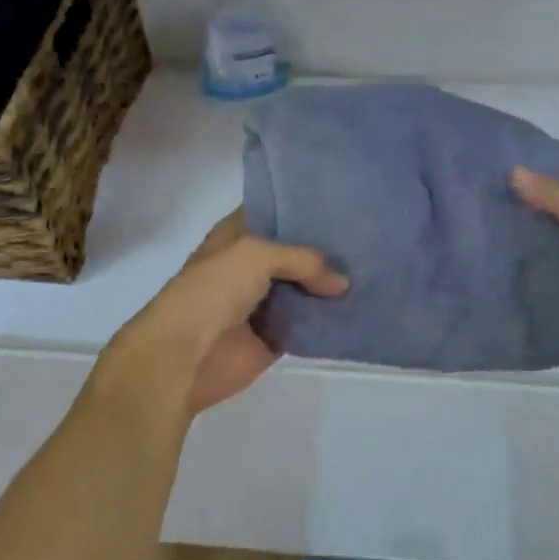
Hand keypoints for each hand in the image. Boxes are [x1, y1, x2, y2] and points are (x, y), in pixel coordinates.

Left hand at [97, 211, 347, 421]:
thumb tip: (342, 283)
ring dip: (330, 284)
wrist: (185, 356)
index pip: (273, 212)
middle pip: (295, 251)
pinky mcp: (274, 336)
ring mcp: (262, 302)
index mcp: (236, 236)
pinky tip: (361, 306)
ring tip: (373, 270)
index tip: (341, 203)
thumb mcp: (256, 255)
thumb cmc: (212, 291)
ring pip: (304, 287)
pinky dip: (328, 318)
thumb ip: (302, 259)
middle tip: (367, 236)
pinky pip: (308, 323)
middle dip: (325, 247)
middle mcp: (249, 265)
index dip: (302, 207)